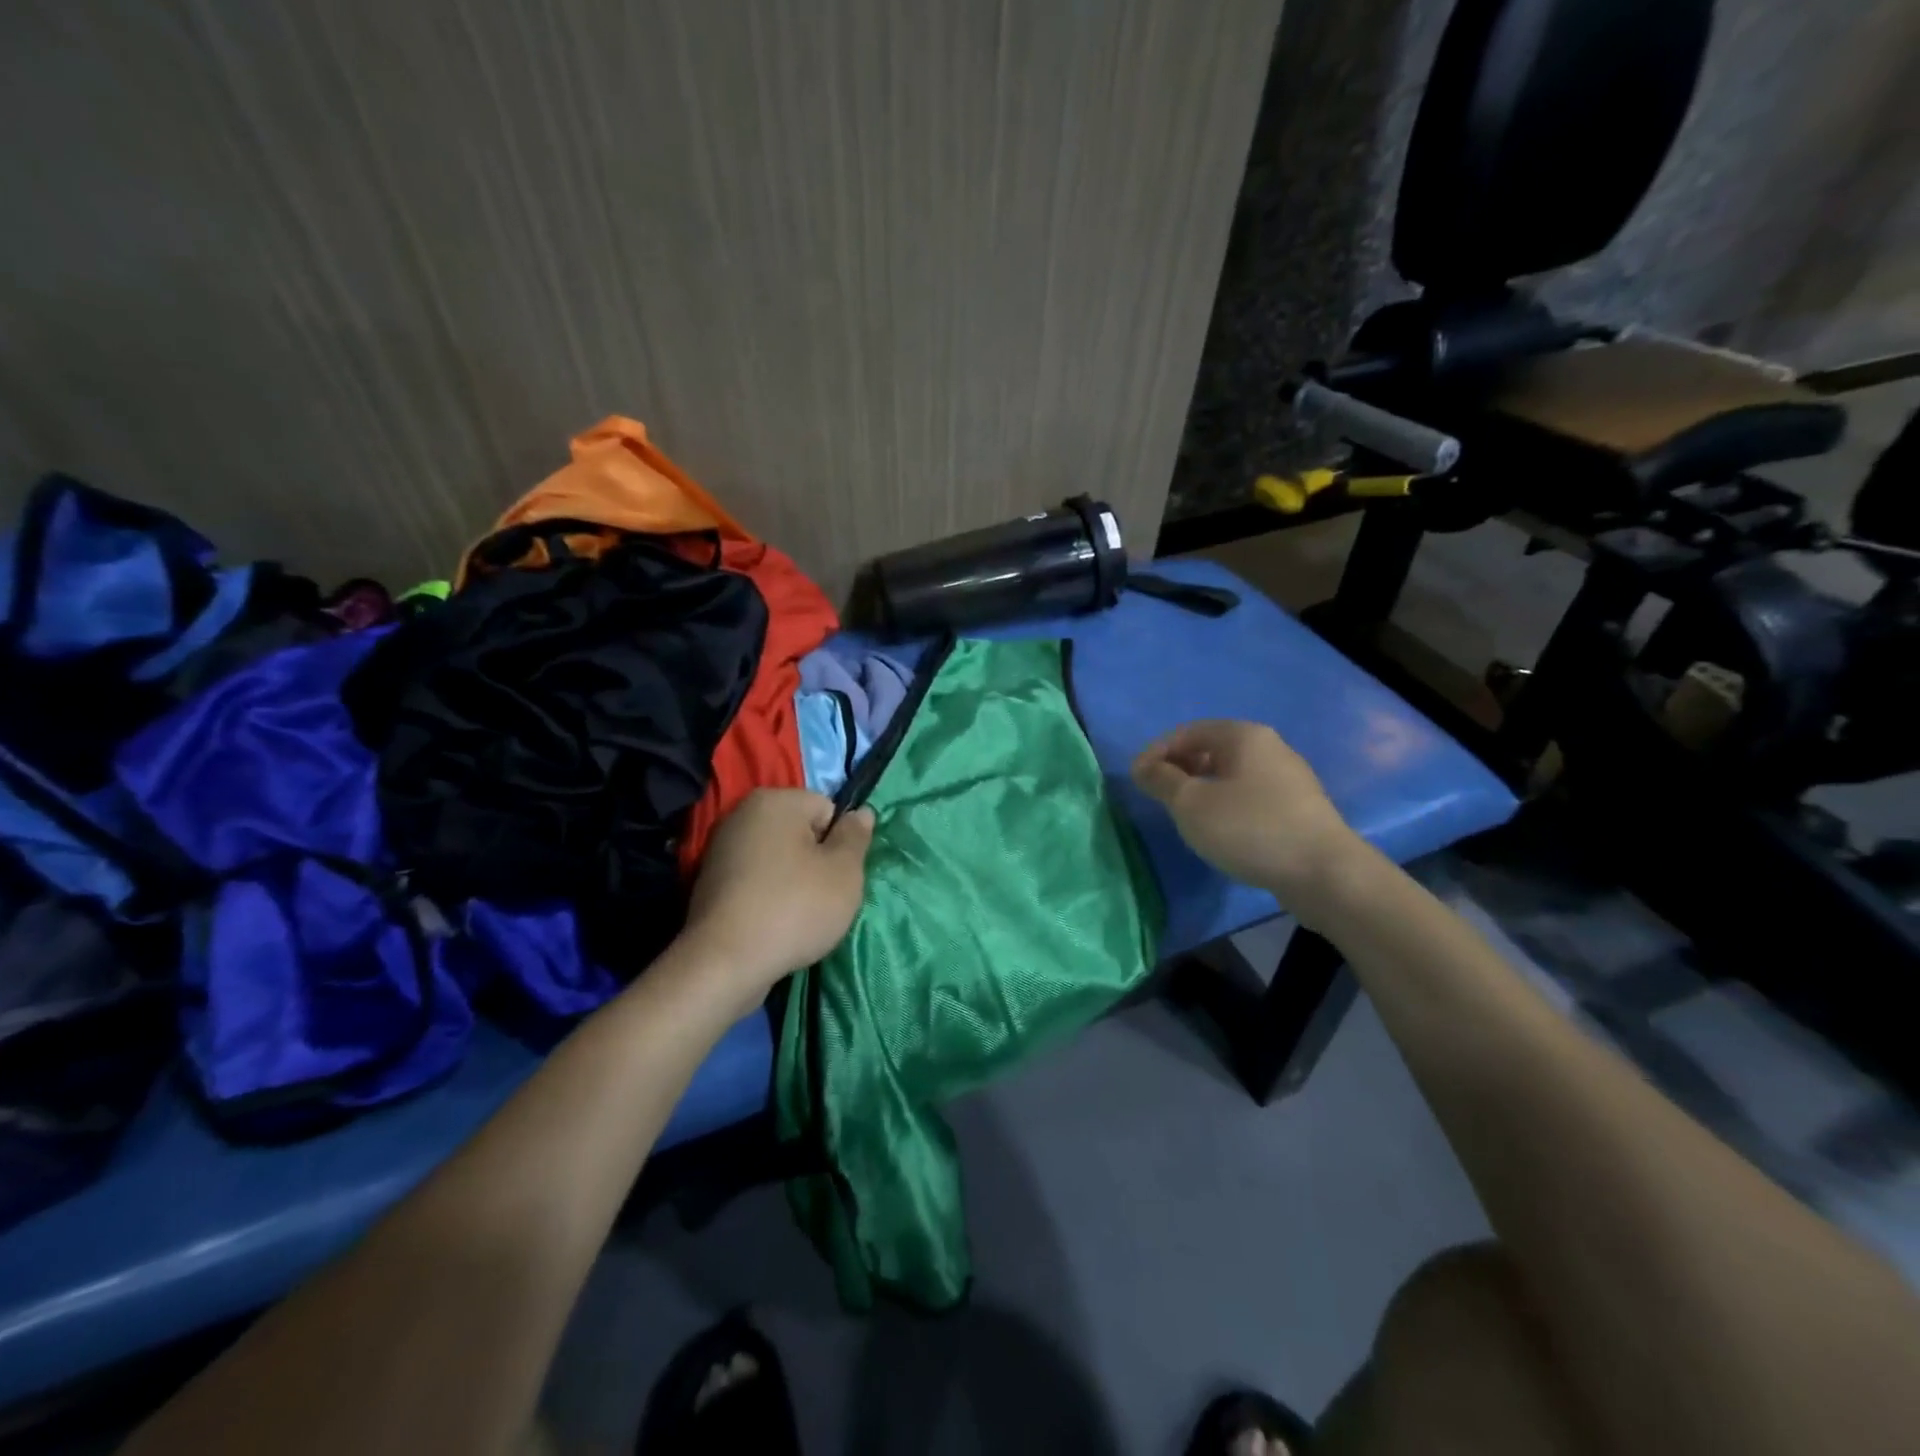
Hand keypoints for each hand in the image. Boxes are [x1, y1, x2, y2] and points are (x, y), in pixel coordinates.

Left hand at [682, 789, 874, 997]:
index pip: (827, 809)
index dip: (839, 843)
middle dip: (816, 861)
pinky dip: (768, 896)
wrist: (725, 963)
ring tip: (796, 916)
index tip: (836, 875)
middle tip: (822, 897)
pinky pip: (756, 881)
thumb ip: (856, 836)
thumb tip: (862, 812)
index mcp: (775, 800)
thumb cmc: (794, 907)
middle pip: (801, 833)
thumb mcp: (844, 872)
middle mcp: (743, 814)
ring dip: (793, 881)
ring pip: (779, 859)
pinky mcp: (710, 882)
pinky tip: (772, 923)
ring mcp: (722, 848)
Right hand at [1131, 720, 1363, 921]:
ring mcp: (1288, 778)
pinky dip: (1225, 803)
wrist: (1324, 873)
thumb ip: (1161, 780)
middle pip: (1211, 748)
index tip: (1136, 779)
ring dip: (1201, 787)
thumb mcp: (1191, 803)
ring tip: (1184, 815)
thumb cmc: (1249, 828)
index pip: (1188, 731)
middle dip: (1179, 768)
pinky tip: (1219, 830)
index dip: (1156, 751)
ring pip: (1231, 773)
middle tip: (1158, 796)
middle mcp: (1269, 747)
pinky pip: (1249, 794)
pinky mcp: (1298, 807)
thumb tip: (1142, 766)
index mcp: (1243, 735)